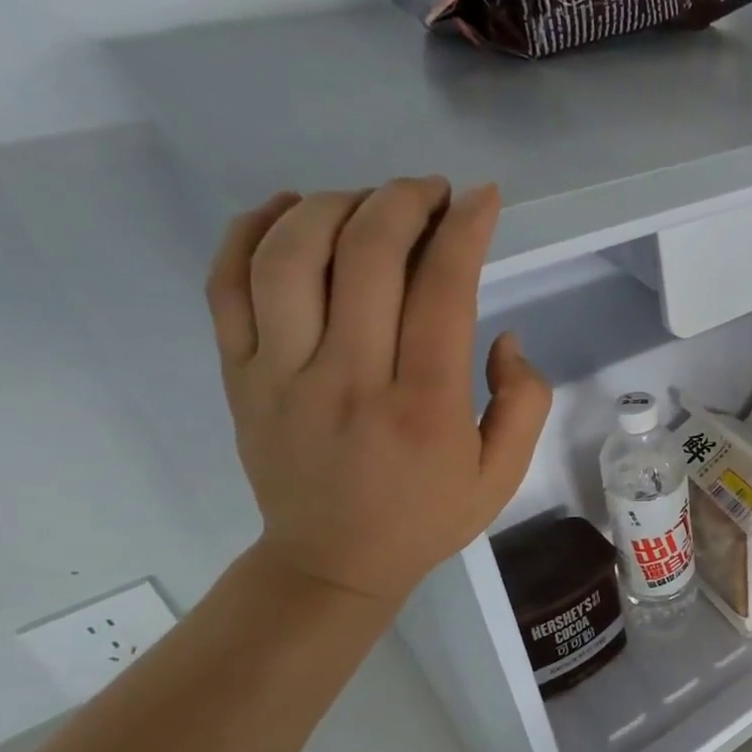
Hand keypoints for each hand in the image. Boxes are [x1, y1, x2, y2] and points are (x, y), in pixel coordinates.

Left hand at [206, 176, 551, 603]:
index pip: (443, 290)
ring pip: (291, 257)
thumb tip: (504, 337)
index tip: (482, 198)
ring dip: (336, 205)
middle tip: (432, 190)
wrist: (332, 562)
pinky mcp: (240, 375)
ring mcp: (282, 374)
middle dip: (405, 201)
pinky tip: (291, 208)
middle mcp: (350, 378)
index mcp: (425, 405)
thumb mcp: (504, 474)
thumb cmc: (429, 516)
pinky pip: (227, 285)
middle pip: (366, 257)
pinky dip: (252, 230)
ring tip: (372, 198)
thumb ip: (524, 403)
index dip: (465, 230)